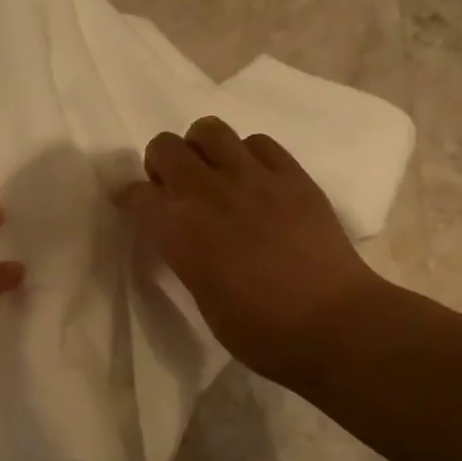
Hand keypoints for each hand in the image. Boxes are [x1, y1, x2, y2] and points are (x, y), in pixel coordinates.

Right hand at [115, 117, 379, 386]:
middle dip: (160, 163)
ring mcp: (253, 178)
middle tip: (173, 187)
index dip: (129, 198)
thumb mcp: (200, 294)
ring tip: (212, 174)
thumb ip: (183, 253)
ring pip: (209, 130)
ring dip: (200, 149)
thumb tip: (180, 235)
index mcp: (178, 231)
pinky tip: (253, 179)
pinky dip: (246, 154)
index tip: (132, 205)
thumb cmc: (258, 330)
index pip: (137, 195)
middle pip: (166, 147)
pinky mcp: (292, 175)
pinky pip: (258, 142)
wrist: (332, 324)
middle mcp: (207, 193)